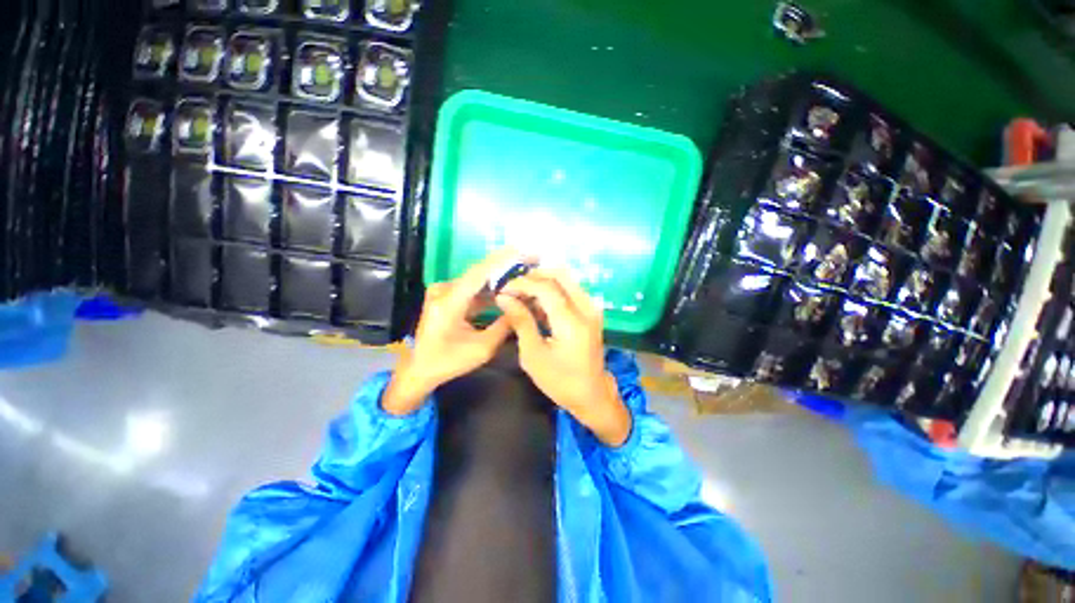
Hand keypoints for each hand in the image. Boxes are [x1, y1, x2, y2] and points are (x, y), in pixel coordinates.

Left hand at [382, 251, 515, 415]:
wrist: (419, 368)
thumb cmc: (448, 362)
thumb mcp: (481, 349)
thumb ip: (504, 326)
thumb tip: (523, 307)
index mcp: (448, 302)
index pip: (478, 273)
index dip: (500, 260)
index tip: (521, 249)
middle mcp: (444, 290)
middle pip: (480, 274)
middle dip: (506, 267)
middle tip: (530, 261)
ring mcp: (444, 292)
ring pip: (478, 281)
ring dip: (500, 279)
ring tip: (523, 275)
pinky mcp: (447, 297)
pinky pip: (473, 290)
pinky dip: (490, 291)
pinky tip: (508, 290)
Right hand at [496, 269, 631, 446]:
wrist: (591, 394)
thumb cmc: (559, 380)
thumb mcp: (533, 355)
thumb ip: (521, 321)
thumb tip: (504, 297)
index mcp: (571, 323)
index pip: (546, 288)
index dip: (522, 283)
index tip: (503, 289)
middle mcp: (586, 308)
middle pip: (560, 274)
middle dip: (534, 275)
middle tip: (513, 286)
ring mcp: (592, 308)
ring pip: (567, 278)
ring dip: (543, 281)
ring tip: (522, 294)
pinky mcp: (592, 311)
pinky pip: (571, 289)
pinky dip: (553, 289)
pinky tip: (537, 303)